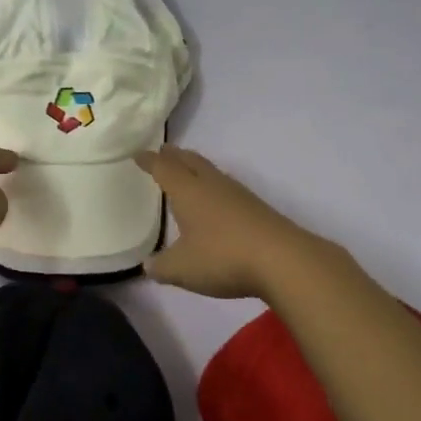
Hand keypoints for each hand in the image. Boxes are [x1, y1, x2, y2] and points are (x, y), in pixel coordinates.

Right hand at [135, 145, 325, 299]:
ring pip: (210, 172)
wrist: (282, 260)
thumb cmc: (222, 257)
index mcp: (188, 191)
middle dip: (174, 156)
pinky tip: (215, 201)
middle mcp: (212, 185)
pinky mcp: (256, 208)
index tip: (138, 154)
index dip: (150, 161)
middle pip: (190, 161)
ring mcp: (237, 195)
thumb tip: (148, 266)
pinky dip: (213, 187)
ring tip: (186, 172)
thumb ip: (161, 267)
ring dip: (195, 168)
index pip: (164, 168)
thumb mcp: (182, 268)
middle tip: (163, 152)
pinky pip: (226, 188)